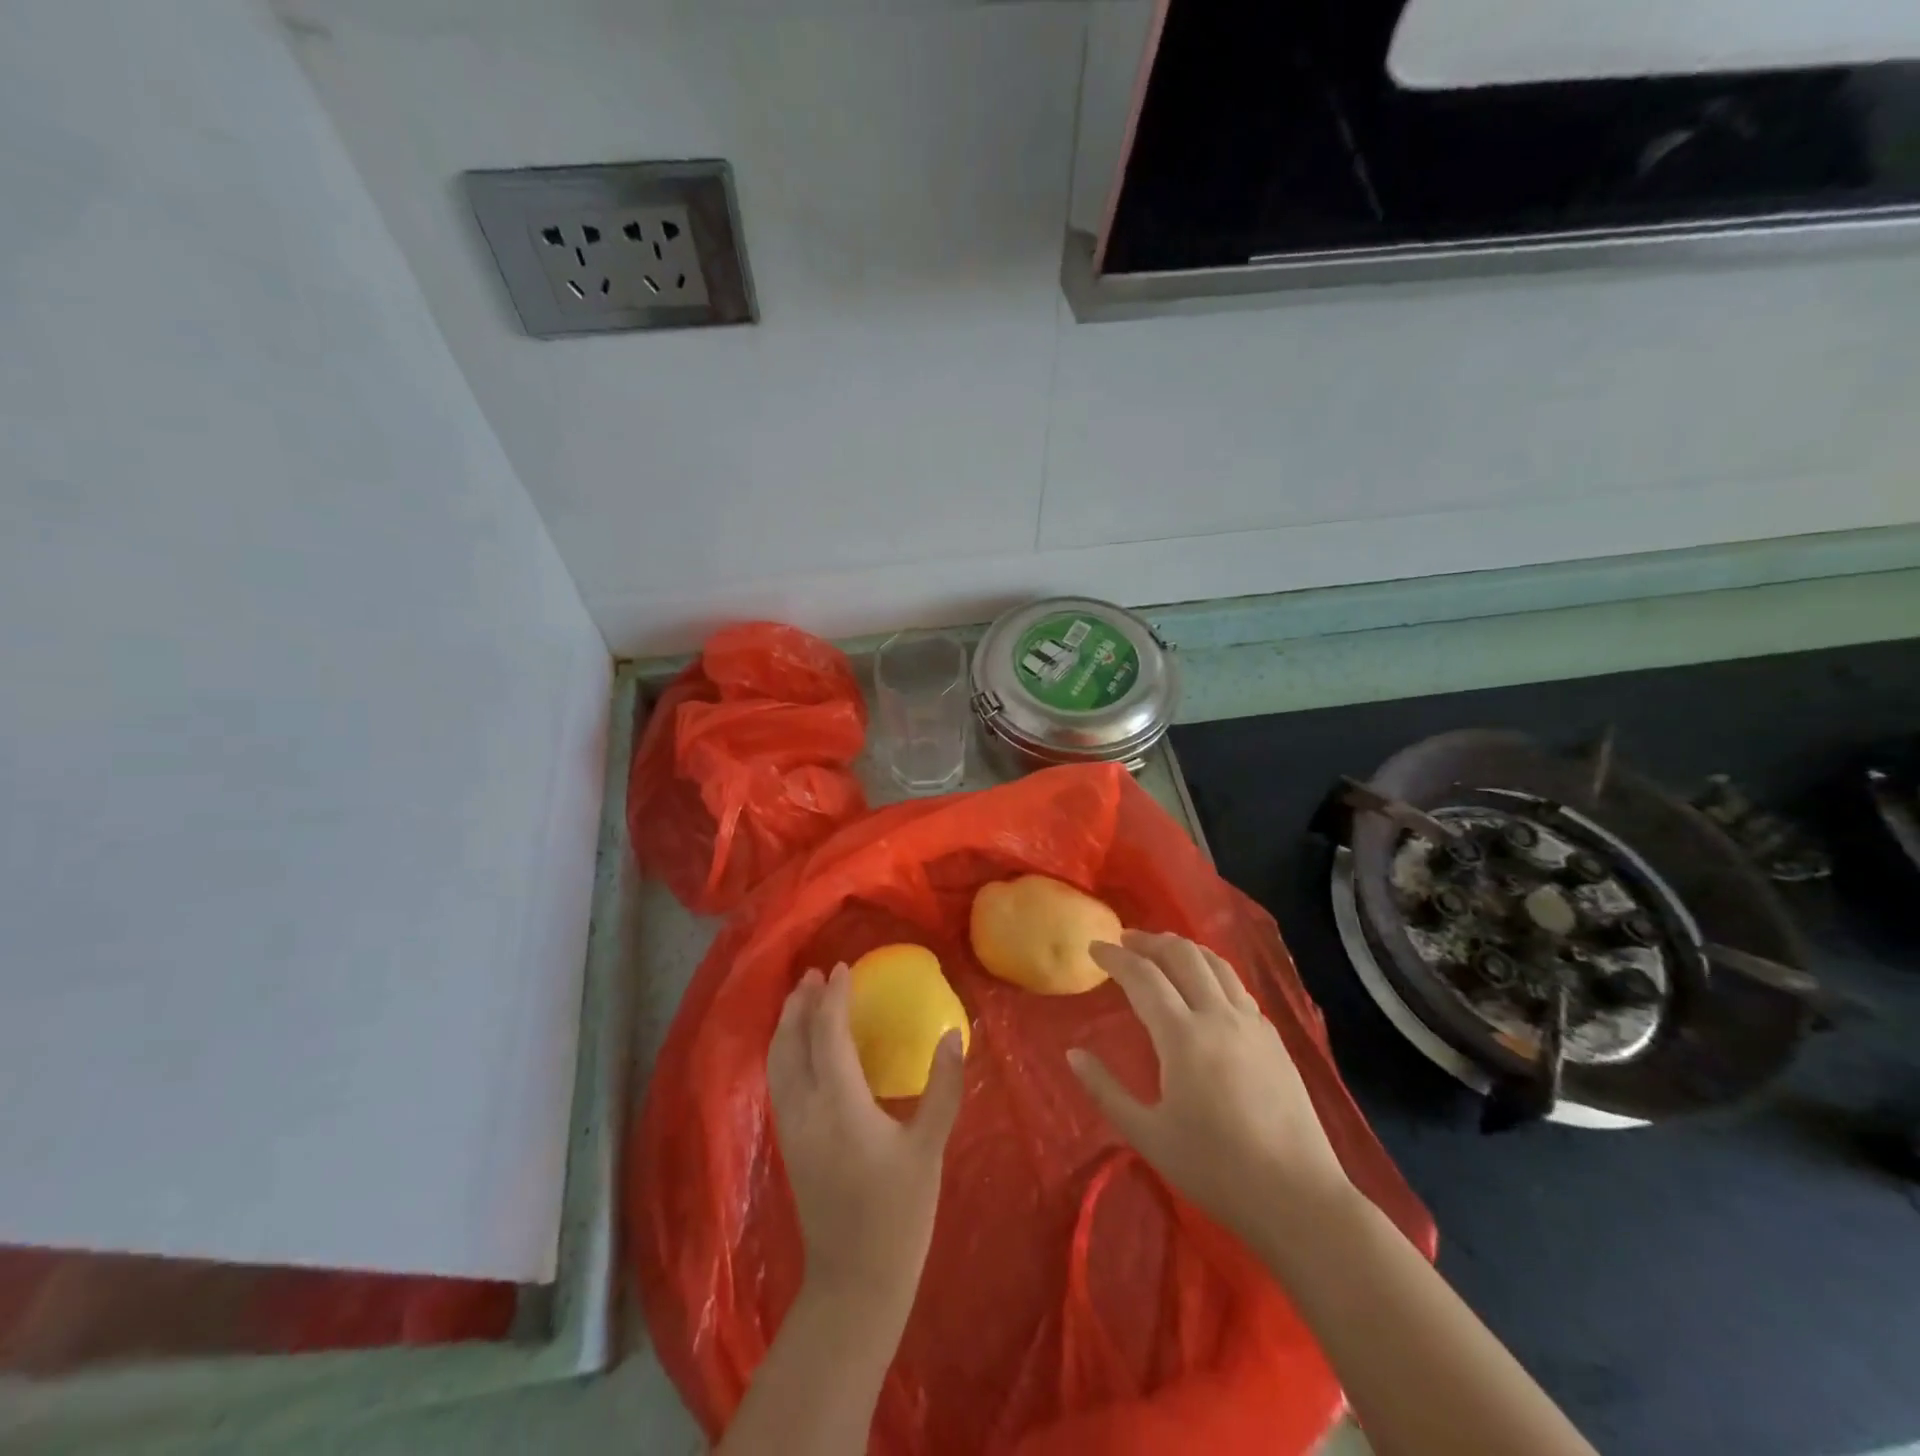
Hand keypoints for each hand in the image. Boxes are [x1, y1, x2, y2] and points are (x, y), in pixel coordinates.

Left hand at [767, 963, 963, 1317]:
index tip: (841, 968)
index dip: (831, 998)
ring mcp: (791, 1128)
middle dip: (800, 1004)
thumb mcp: (928, 1149)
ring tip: (801, 999)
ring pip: (777, 1061)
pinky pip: (779, 1080)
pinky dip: (784, 1050)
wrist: (854, 1284)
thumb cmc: (898, 1214)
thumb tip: (954, 1034)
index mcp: (840, 1104)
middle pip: (791, 1042)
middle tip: (814, 974)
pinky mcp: (789, 1143)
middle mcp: (805, 1109)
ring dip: (787, 1025)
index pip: (827, 1035)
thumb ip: (942, 1088)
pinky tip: (799, 1047)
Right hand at [1068, 931, 1354, 1247]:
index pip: (1143, 976)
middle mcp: (1218, 1016)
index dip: (1115, 957)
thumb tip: (1073, 1054)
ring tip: (1161, 950)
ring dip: (1183, 948)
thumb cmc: (1215, 1169)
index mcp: (1183, 1036)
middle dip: (1149, 941)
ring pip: (1215, 963)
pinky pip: (1236, 986)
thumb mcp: (1148, 1135)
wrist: (1298, 1198)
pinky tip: (1204, 986)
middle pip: (1182, 955)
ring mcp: (1252, 1024)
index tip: (1094, 947)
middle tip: (1125, 940)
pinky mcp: (1274, 1038)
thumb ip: (1105, 1090)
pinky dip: (1211, 971)